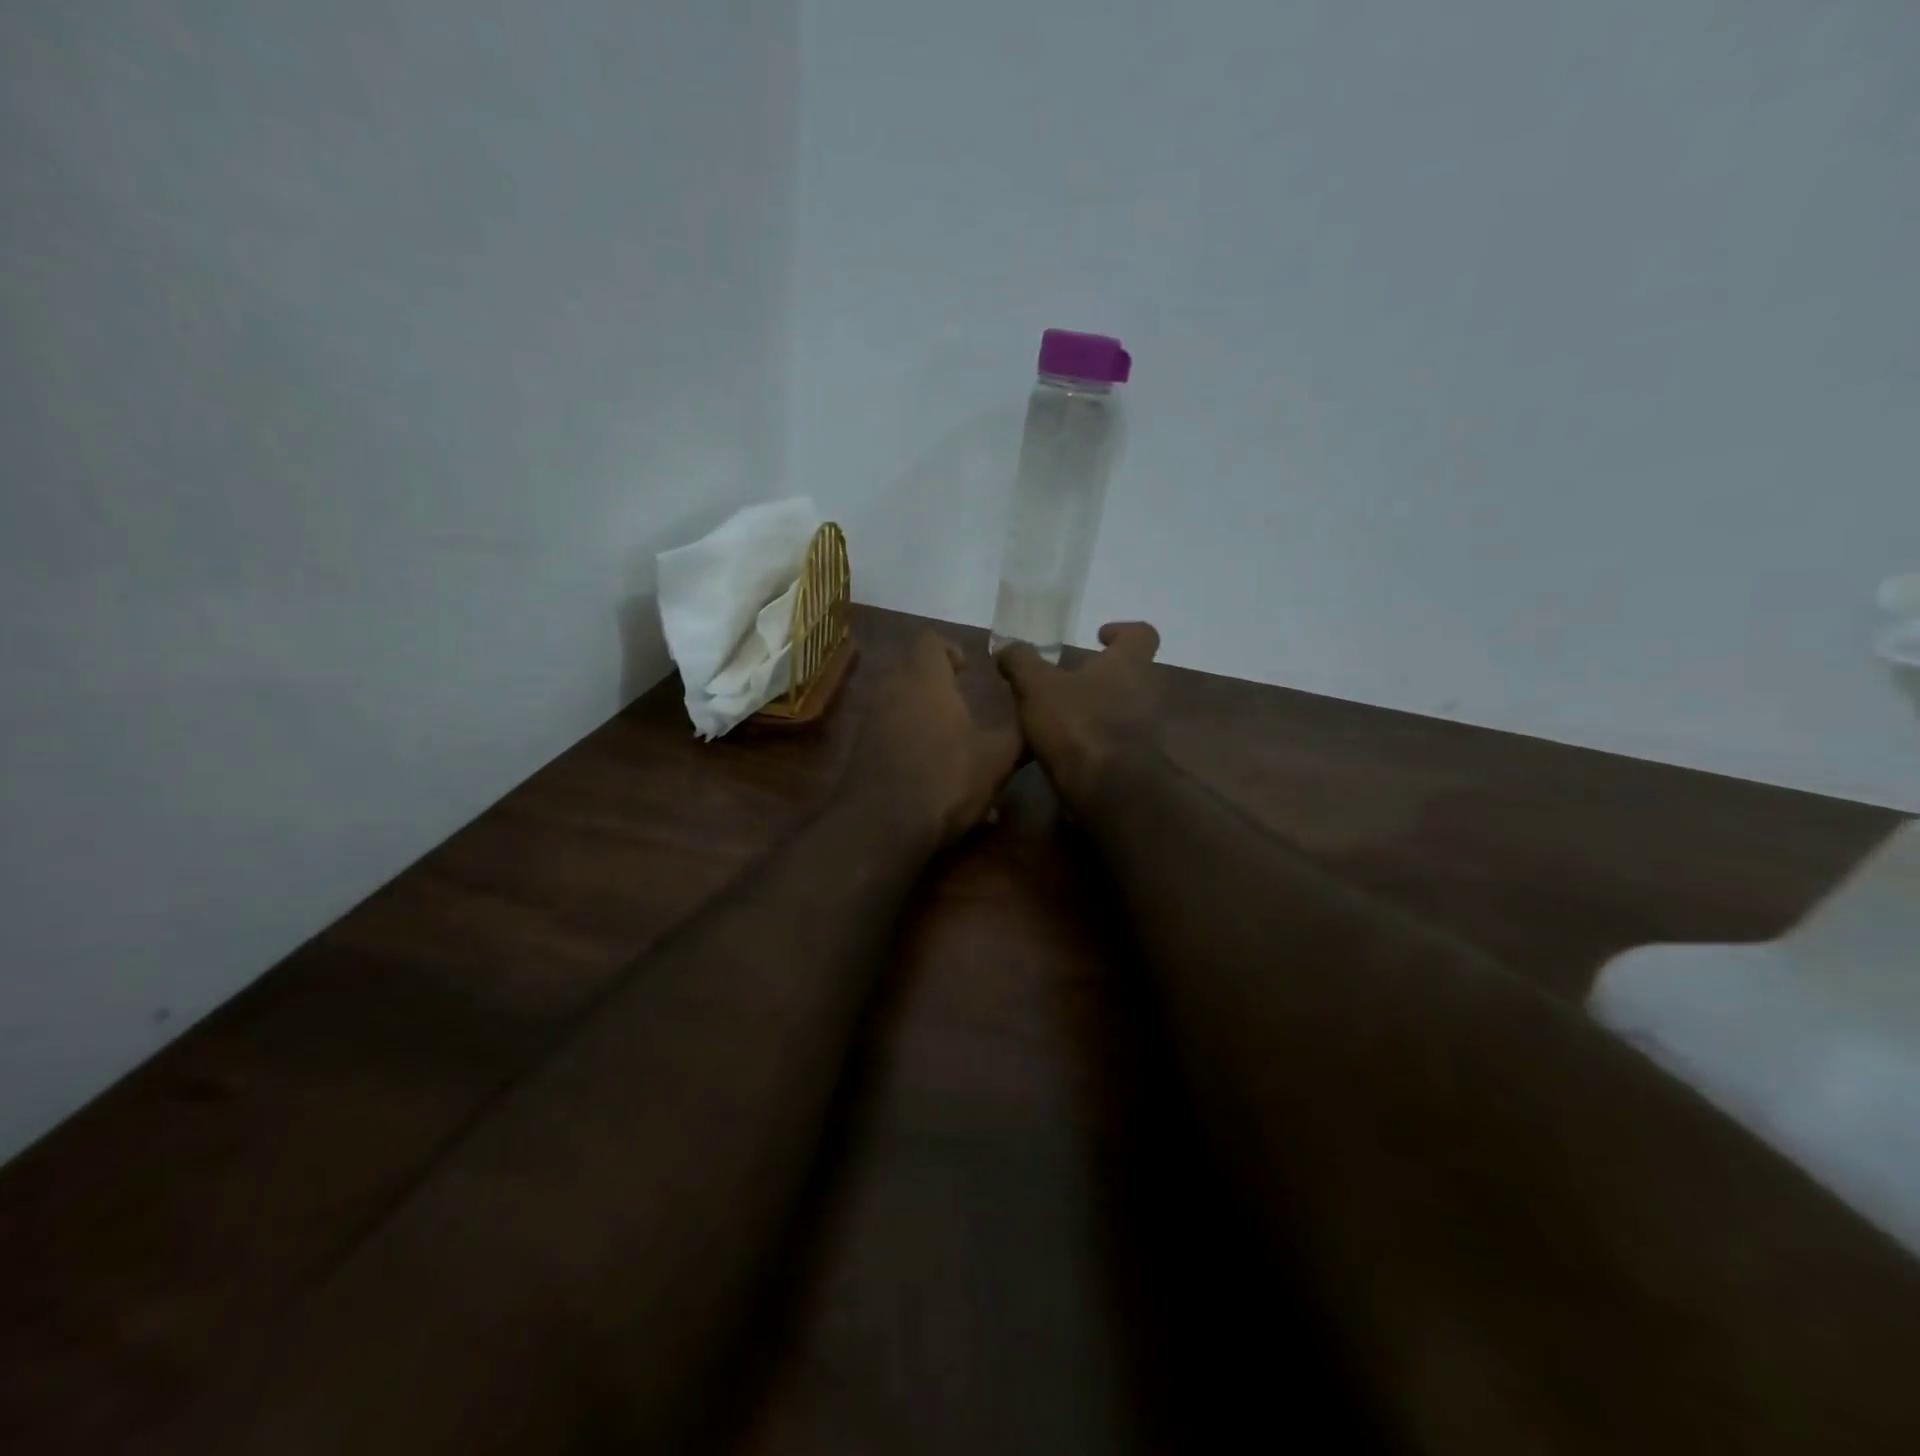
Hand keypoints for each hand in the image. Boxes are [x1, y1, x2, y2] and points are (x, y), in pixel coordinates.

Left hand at [844, 635, 1023, 847]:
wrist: (882, 826)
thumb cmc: (946, 781)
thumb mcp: (997, 761)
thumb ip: (1019, 734)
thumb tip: (1036, 719)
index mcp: (925, 680)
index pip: (931, 641)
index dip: (951, 650)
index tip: (968, 670)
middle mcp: (892, 690)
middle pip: (913, 670)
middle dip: (938, 683)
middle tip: (964, 705)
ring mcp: (870, 719)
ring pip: (898, 701)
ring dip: (922, 712)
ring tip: (949, 740)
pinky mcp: (859, 749)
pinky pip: (886, 730)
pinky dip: (905, 738)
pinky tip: (926, 769)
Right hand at [995, 622, 1163, 810]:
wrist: (1111, 792)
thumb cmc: (1078, 725)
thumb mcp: (1037, 687)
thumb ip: (1021, 662)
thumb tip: (1006, 647)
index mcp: (1128, 664)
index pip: (1141, 634)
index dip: (1122, 630)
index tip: (1099, 636)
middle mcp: (1146, 692)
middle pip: (1132, 673)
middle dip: (1102, 674)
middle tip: (1067, 679)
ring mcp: (1147, 730)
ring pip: (1125, 708)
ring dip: (1098, 709)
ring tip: (1060, 716)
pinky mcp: (1138, 762)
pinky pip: (1117, 742)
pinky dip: (1095, 740)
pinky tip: (1066, 749)